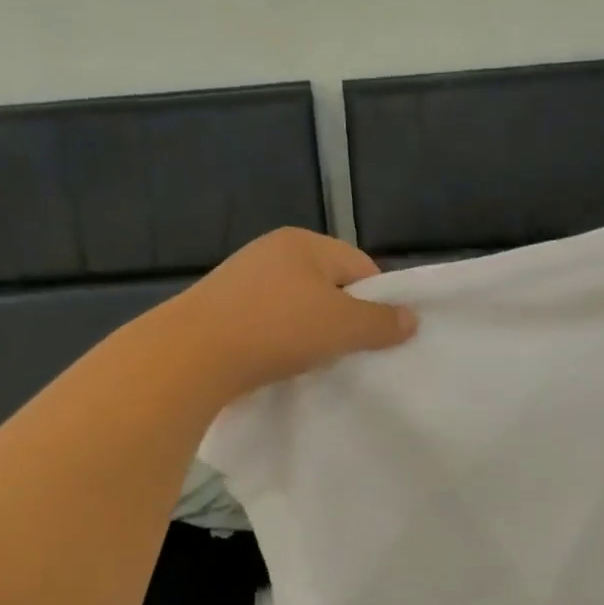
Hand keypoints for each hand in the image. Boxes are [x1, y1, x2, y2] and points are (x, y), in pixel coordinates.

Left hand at [165, 228, 416, 397]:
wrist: (191, 355)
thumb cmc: (277, 330)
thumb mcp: (342, 326)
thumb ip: (381, 323)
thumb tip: (411, 320)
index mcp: (303, 243)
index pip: (359, 266)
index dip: (376, 301)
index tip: (377, 337)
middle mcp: (271, 251)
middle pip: (327, 285)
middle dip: (342, 317)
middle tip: (348, 351)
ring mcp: (241, 278)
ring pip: (296, 305)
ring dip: (309, 331)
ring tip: (312, 361)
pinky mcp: (220, 307)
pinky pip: (267, 321)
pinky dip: (279, 339)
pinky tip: (278, 361)